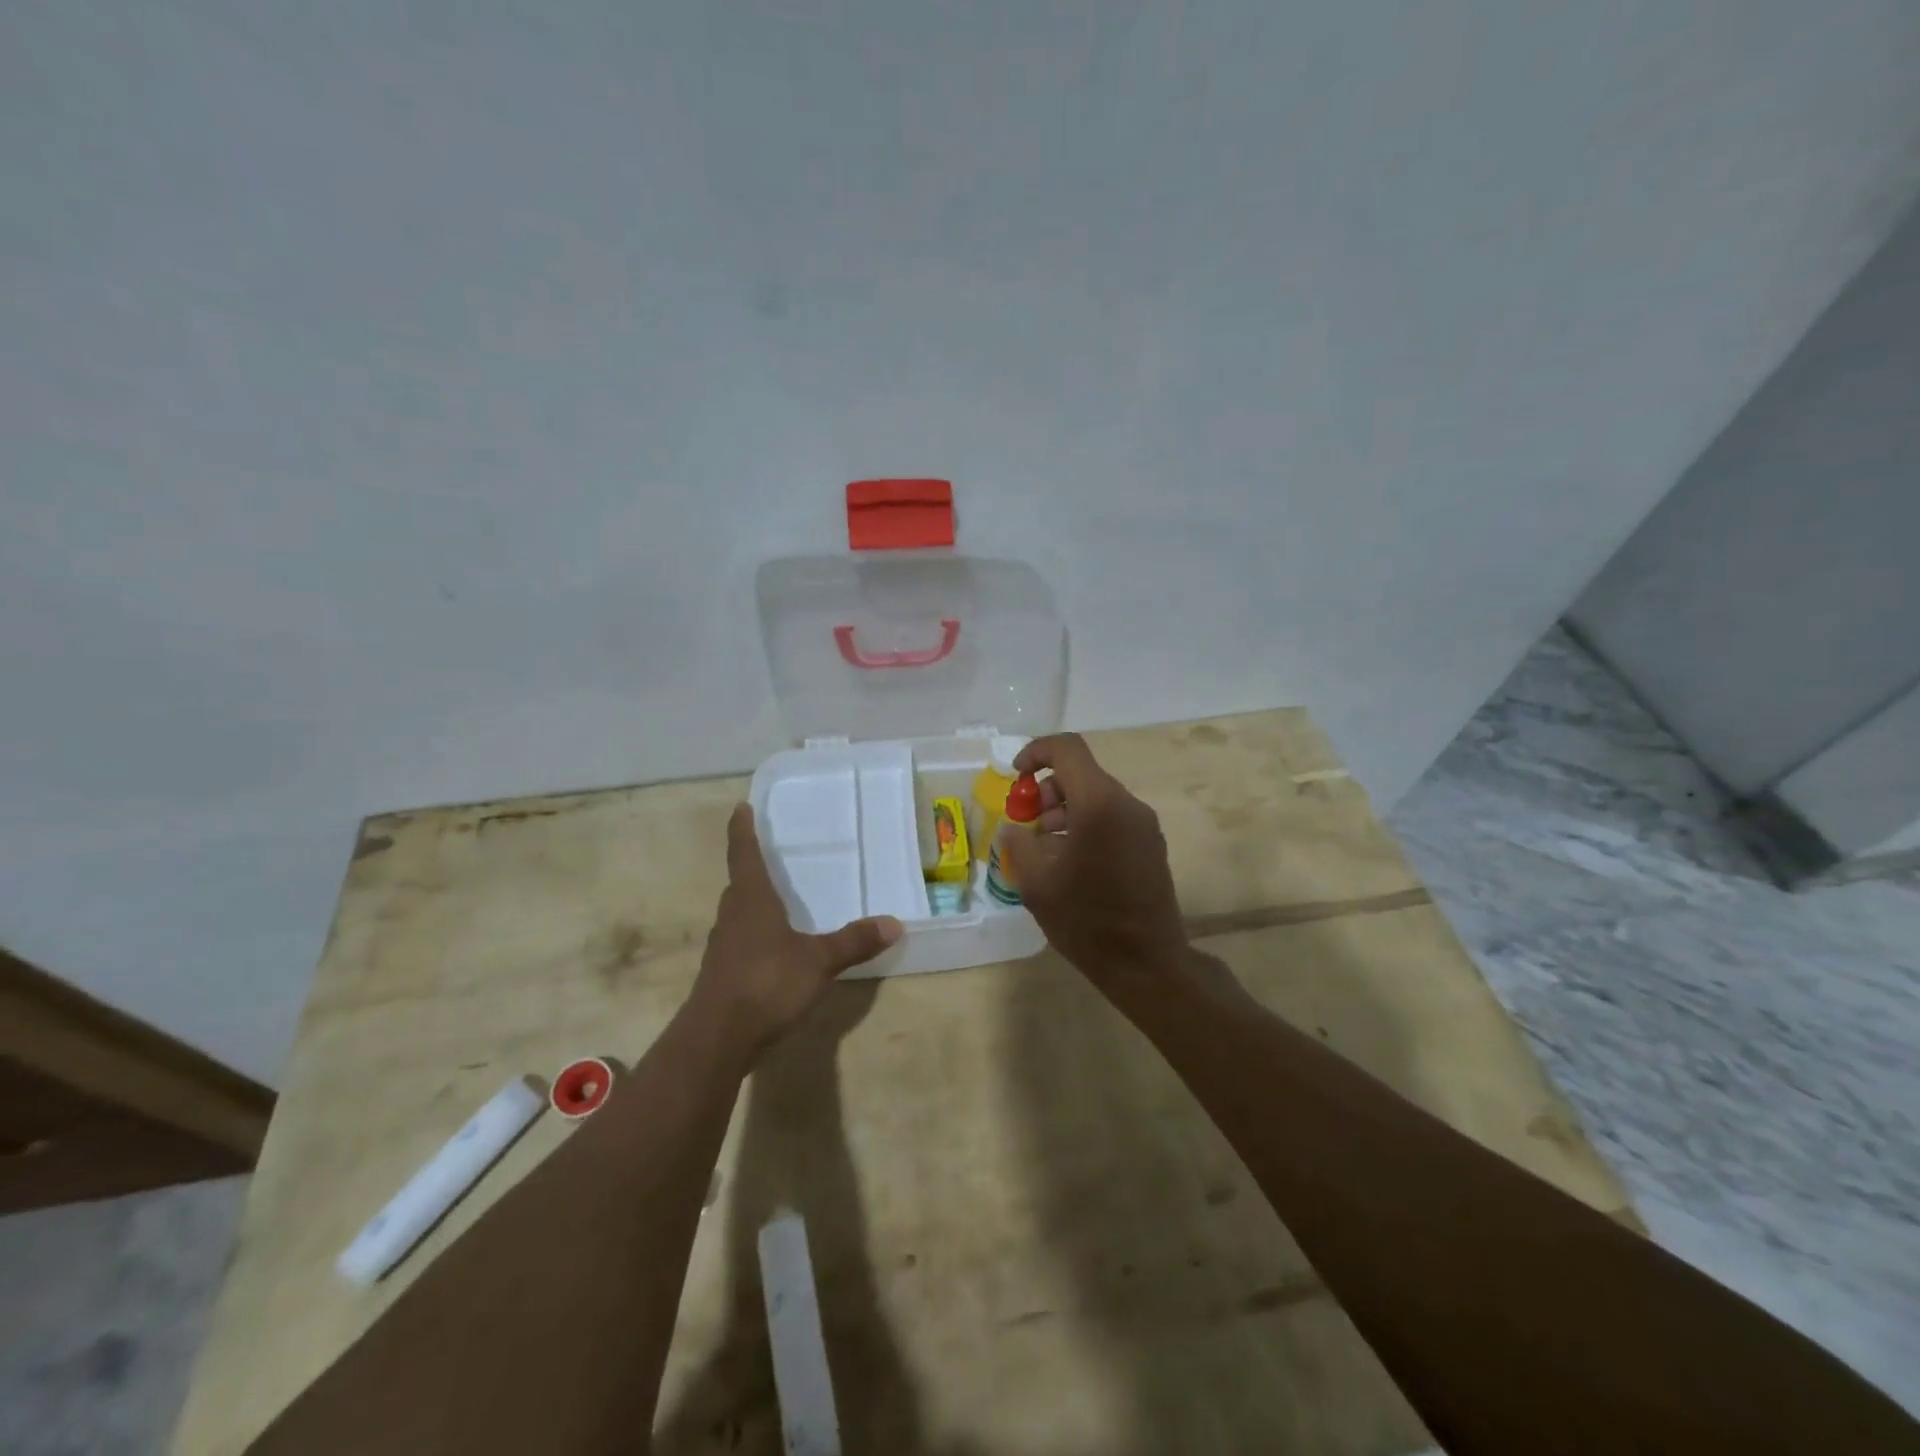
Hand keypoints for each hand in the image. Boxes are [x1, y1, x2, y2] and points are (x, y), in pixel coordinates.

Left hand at [690, 804, 902, 1053]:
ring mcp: (722, 948)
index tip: (740, 808)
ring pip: (737, 915)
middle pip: (739, 885)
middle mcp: (732, 918)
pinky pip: (738, 942)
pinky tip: (771, 950)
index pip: (744, 855)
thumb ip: (854, 942)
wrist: (716, 1039)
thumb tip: (895, 923)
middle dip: (750, 869)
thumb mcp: (818, 962)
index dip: (742, 831)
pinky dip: (753, 936)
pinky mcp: (721, 975)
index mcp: (752, 901)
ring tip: (773, 901)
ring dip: (751, 904)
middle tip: (767, 856)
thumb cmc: (766, 984)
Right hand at [1002, 734, 1189, 985]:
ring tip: (1047, 852)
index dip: (1036, 753)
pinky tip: (1072, 863)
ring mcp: (1144, 824)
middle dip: (1048, 792)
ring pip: (1097, 797)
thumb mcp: (1036, 882)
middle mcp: (1127, 804)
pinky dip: (1086, 825)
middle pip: (1081, 774)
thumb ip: (1019, 842)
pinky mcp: (1151, 843)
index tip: (1016, 777)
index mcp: (1098, 804)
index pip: (1068, 749)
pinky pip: (1112, 817)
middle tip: (1028, 827)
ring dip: (1065, 811)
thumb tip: (1014, 827)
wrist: (1146, 963)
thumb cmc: (1086, 920)